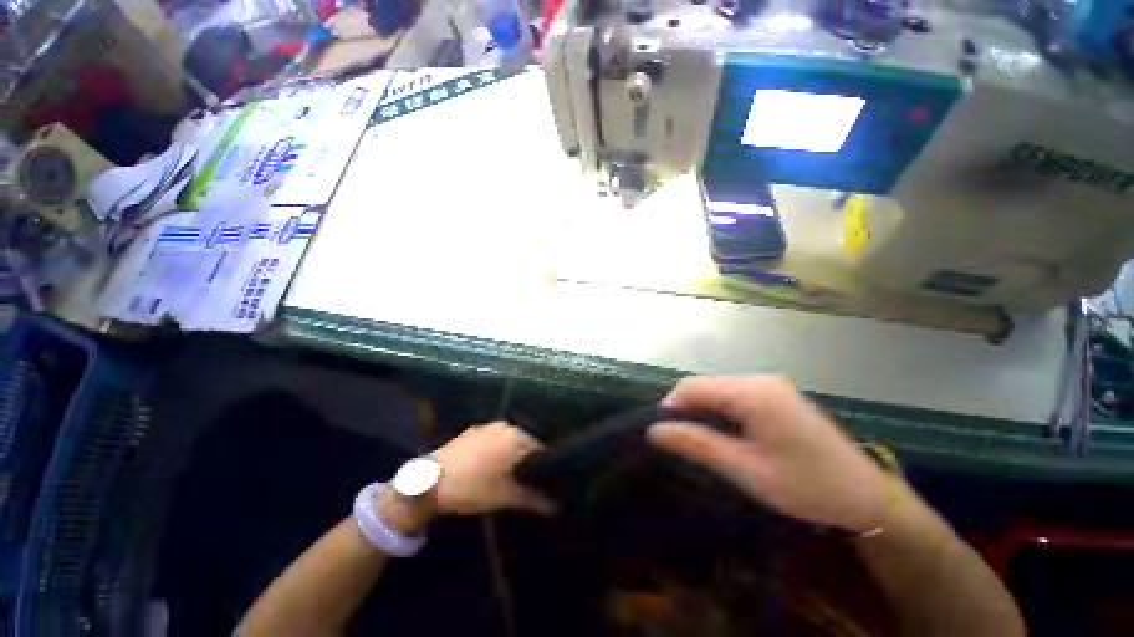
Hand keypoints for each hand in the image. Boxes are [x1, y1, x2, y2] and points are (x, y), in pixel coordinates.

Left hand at [434, 421, 555, 515]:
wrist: (429, 481)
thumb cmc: (473, 488)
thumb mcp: (505, 497)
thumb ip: (534, 500)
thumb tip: (557, 506)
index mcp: (517, 437)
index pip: (543, 446)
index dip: (548, 462)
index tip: (548, 477)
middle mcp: (506, 426)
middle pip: (527, 440)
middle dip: (530, 457)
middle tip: (530, 476)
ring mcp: (488, 426)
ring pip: (510, 437)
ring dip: (514, 451)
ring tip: (511, 470)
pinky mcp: (473, 430)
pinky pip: (494, 436)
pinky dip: (498, 447)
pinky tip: (491, 462)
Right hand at [647, 377, 890, 532]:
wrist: (867, 498)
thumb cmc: (806, 487)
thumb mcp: (746, 470)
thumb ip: (697, 445)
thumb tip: (655, 431)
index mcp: (754, 393)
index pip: (694, 387)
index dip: (672, 406)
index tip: (664, 433)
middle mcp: (761, 380)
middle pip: (706, 385)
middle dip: (687, 409)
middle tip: (684, 442)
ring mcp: (771, 385)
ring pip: (719, 389)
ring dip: (703, 410)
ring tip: (703, 441)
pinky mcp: (777, 395)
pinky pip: (735, 394)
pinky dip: (721, 410)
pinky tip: (727, 433)